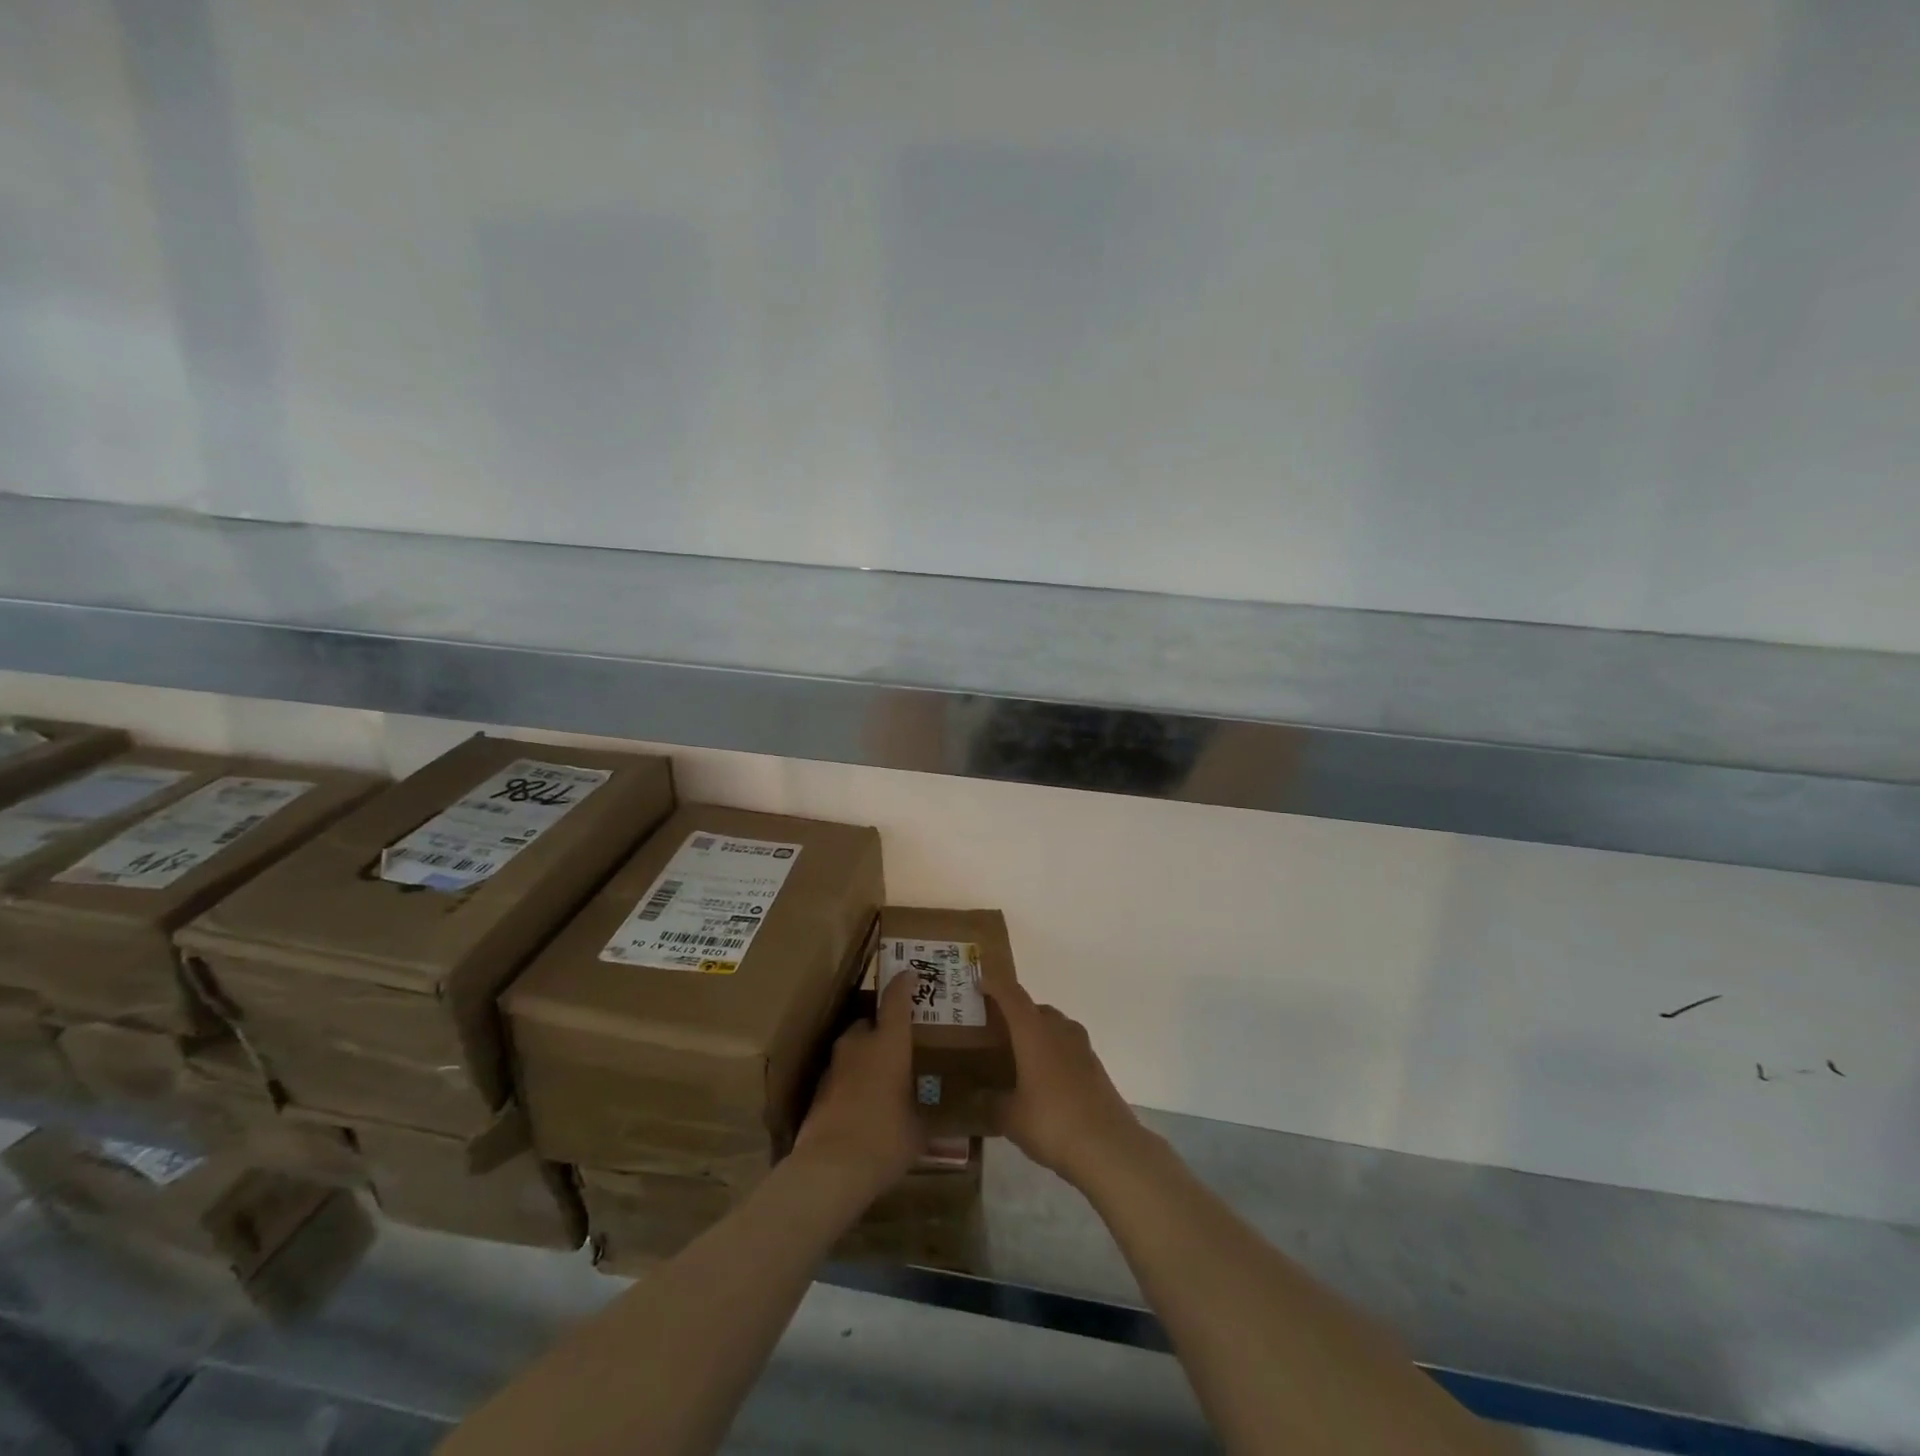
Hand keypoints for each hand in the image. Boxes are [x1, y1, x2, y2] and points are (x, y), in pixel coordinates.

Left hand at [793, 971, 924, 1197]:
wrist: (829, 1169)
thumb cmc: (885, 1139)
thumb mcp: (919, 1127)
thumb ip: (927, 1111)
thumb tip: (940, 1113)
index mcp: (888, 1043)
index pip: (896, 999)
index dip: (904, 983)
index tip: (911, 974)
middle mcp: (858, 1044)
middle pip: (869, 1021)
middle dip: (883, 1027)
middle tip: (900, 1041)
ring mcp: (834, 1065)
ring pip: (853, 1046)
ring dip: (866, 1053)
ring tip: (883, 1073)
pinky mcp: (818, 1089)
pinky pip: (842, 1072)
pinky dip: (853, 1078)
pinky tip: (863, 1100)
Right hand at [982, 965, 1147, 1190]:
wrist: (1109, 1146)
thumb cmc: (1052, 1122)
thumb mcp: (1010, 1118)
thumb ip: (989, 1103)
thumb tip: (973, 1097)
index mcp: (1034, 1031)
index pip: (1011, 995)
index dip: (994, 985)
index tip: (978, 983)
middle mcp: (1059, 1029)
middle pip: (1034, 1008)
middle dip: (1014, 1014)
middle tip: (995, 1031)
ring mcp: (1081, 1046)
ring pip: (1054, 1026)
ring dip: (1036, 1032)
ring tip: (1018, 1055)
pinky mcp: (1095, 1065)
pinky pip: (1067, 1046)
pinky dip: (1052, 1051)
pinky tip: (1043, 1079)